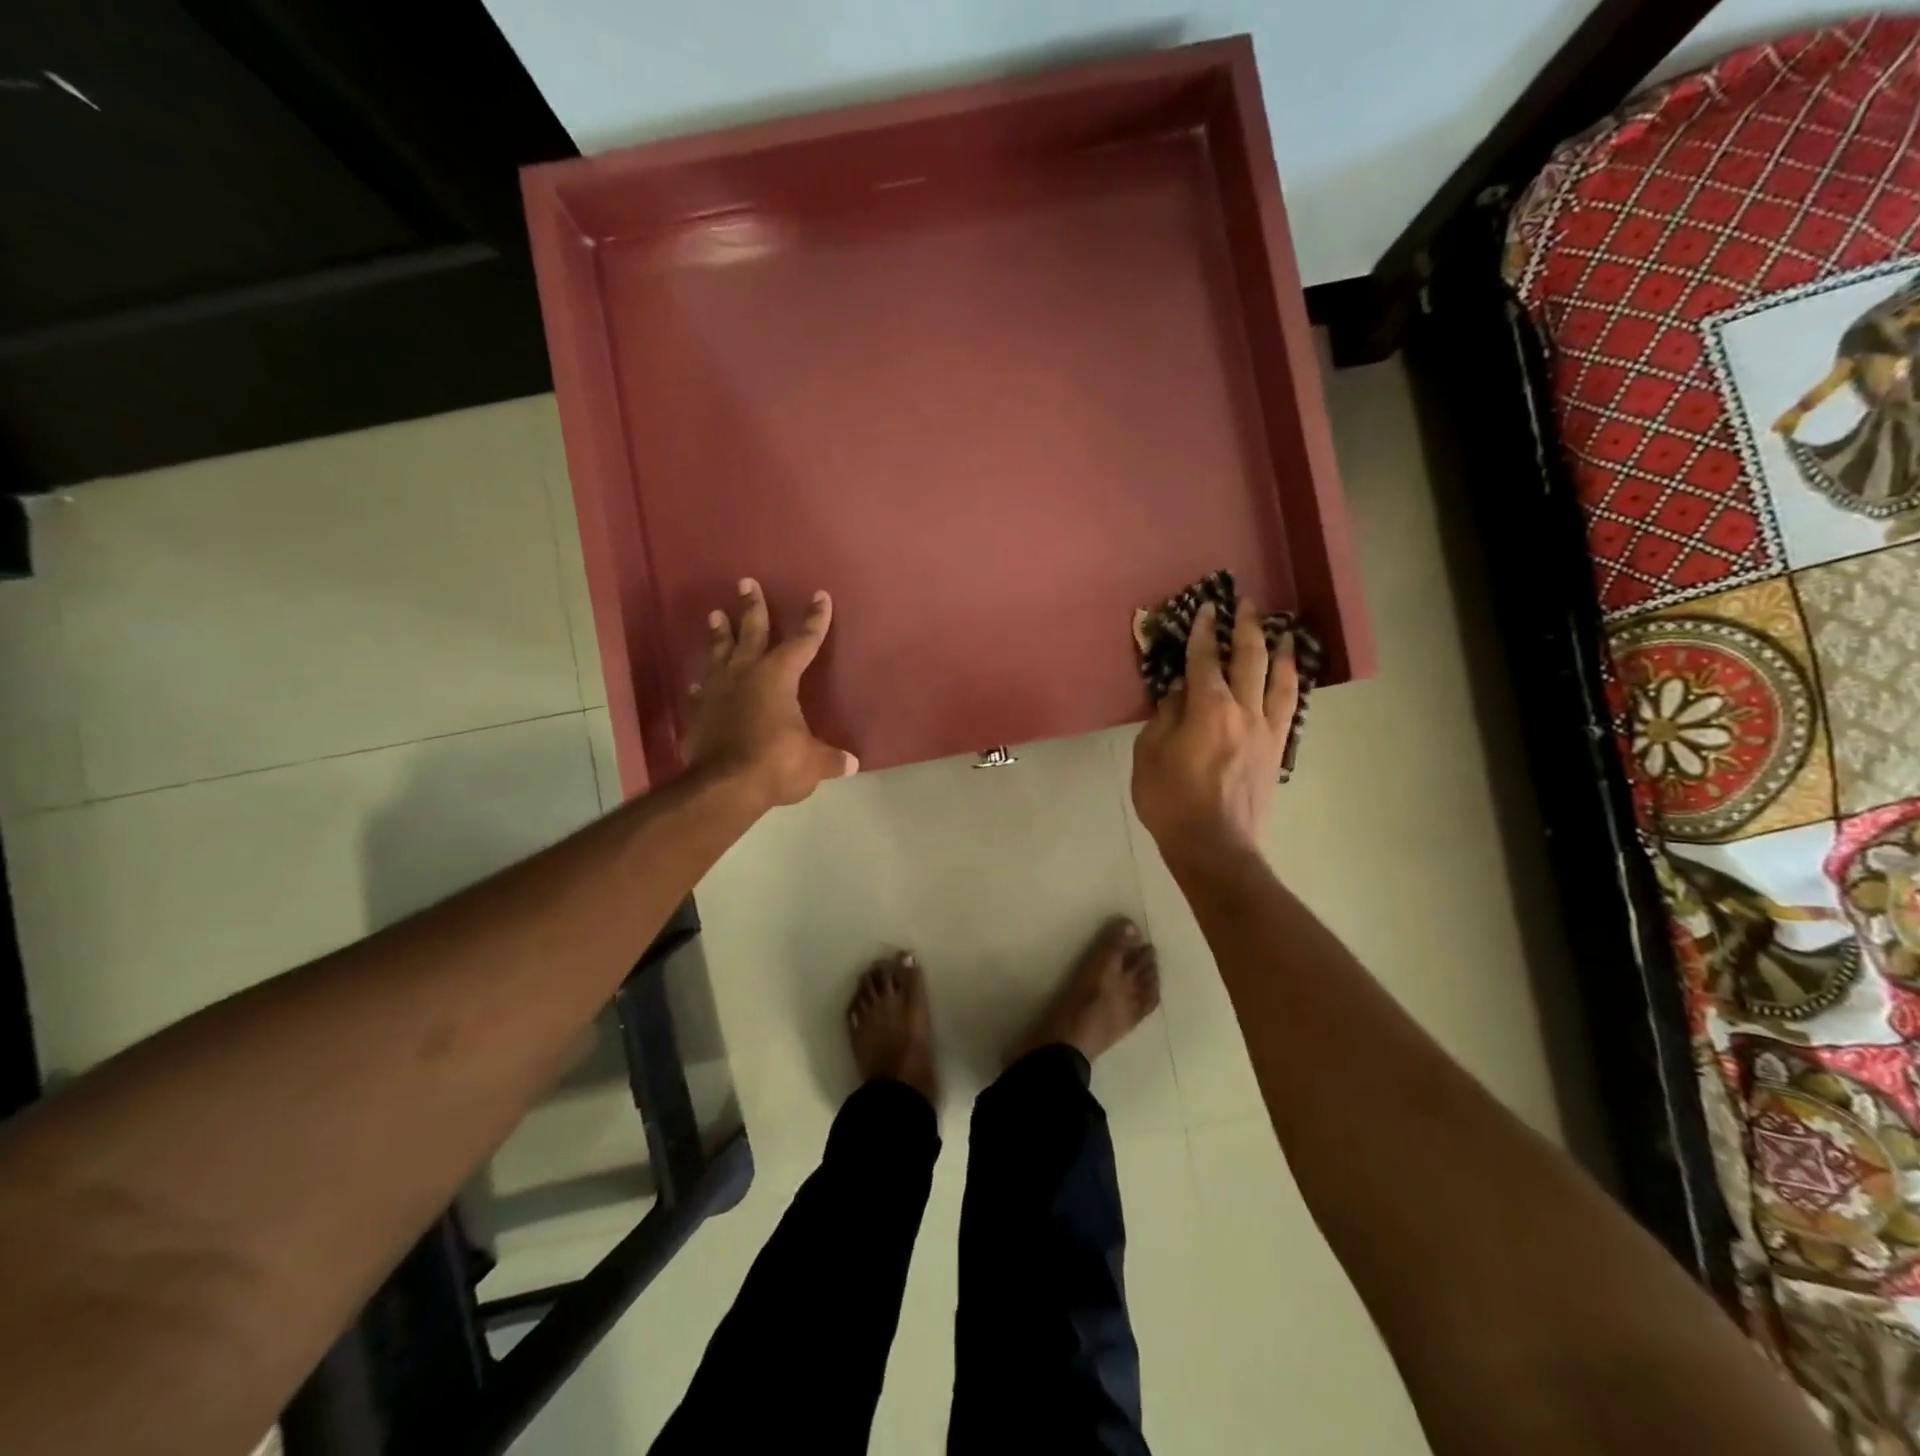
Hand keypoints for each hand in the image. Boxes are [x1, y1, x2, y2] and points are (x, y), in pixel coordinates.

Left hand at [685, 578, 857, 808]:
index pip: (803, 642)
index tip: (820, 597)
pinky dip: (703, 684)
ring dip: (719, 634)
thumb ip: (830, 758)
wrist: (724, 786)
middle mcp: (746, 674)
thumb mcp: (813, 761)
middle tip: (746, 582)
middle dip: (753, 607)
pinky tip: (698, 682)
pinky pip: (702, 690)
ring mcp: (718, 692)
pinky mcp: (699, 713)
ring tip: (715, 614)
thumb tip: (851, 763)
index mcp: (778, 677)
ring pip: (719, 653)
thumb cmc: (776, 763)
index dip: (814, 620)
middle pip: (751, 633)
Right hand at [1131, 598, 1297, 865]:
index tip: (1206, 608)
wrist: (1215, 847)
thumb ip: (1166, 718)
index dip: (1204, 632)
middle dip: (1247, 628)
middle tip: (1247, 604)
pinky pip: (1289, 709)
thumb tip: (1180, 693)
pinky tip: (1289, 679)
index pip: (1205, 660)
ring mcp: (1266, 731)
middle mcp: (1244, 711)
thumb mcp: (1150, 756)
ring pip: (1280, 681)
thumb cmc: (1171, 802)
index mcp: (1208, 710)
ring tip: (1282, 633)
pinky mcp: (1276, 751)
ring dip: (1280, 652)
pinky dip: (1290, 686)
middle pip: (1250, 660)